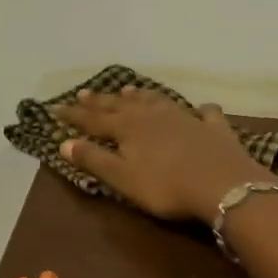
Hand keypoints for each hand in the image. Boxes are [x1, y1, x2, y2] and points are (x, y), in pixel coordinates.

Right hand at [52, 86, 271, 222]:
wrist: (222, 185)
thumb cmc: (166, 186)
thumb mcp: (123, 178)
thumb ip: (94, 159)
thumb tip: (64, 143)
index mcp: (128, 128)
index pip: (94, 120)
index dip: (74, 115)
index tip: (56, 108)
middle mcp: (153, 116)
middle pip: (122, 106)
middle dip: (101, 101)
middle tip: (84, 92)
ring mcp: (185, 118)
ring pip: (157, 101)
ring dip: (141, 96)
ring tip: (129, 90)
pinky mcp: (213, 128)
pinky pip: (204, 113)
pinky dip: (199, 109)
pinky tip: (201, 108)